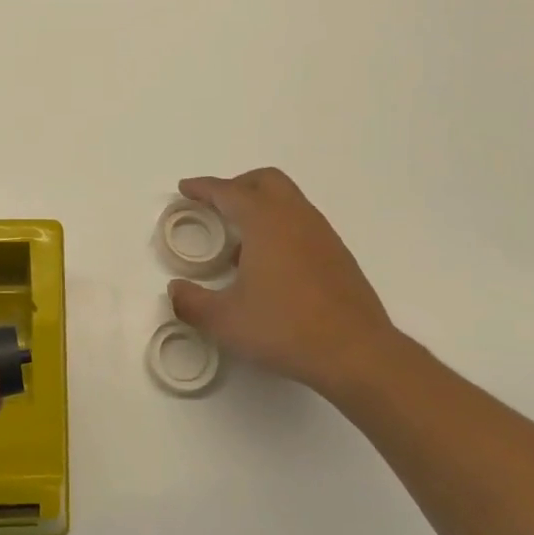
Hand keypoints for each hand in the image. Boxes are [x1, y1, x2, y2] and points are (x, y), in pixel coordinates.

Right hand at [168, 168, 404, 394]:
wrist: (357, 353)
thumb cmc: (285, 328)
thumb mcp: (226, 321)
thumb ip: (192, 303)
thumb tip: (176, 290)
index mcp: (265, 221)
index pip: (229, 191)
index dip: (203, 187)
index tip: (185, 189)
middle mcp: (295, 217)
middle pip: (265, 181)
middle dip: (237, 185)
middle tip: (215, 205)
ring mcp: (322, 234)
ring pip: (288, 200)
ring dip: (261, 207)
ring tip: (239, 242)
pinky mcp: (338, 255)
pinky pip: (302, 224)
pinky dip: (280, 227)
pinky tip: (270, 266)